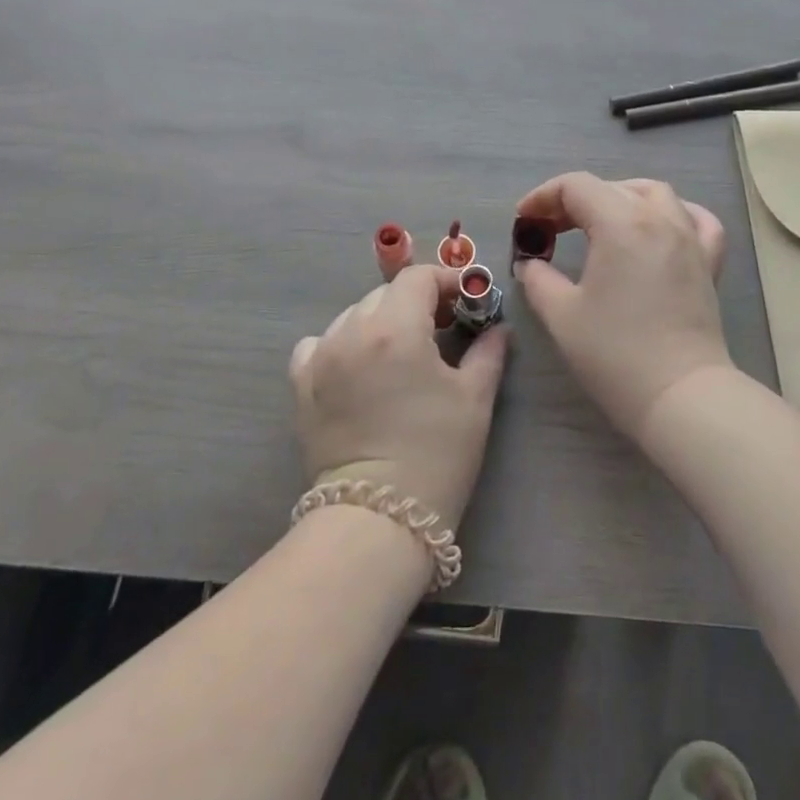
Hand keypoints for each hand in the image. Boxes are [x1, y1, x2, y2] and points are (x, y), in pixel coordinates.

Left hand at [289, 265, 508, 528]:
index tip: (465, 301)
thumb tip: (498, 328)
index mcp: (395, 327)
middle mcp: (352, 331)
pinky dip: (341, 343)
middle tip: (441, 327)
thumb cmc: (436, 453)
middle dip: (416, 302)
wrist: (378, 521)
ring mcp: (321, 357)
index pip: (418, 278)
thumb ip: (488, 351)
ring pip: (354, 315)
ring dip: (381, 320)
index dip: (445, 281)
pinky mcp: (301, 385)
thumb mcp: (474, 398)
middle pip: (386, 293)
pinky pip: (319, 343)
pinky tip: (358, 365)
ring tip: (401, 350)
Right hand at [512, 173, 729, 439]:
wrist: (680, 396)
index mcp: (620, 223)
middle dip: (574, 200)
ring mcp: (689, 238)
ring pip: (654, 193)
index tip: (524, 221)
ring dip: (621, 197)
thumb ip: (538, 279)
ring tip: (599, 221)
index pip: (576, 186)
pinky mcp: (708, 261)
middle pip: (611, 187)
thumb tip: (531, 263)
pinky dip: (675, 213)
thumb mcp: (562, 315)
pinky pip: (697, 219)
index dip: (543, 196)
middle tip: (550, 229)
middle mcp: (658, 218)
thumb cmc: (615, 354)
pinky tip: (660, 226)